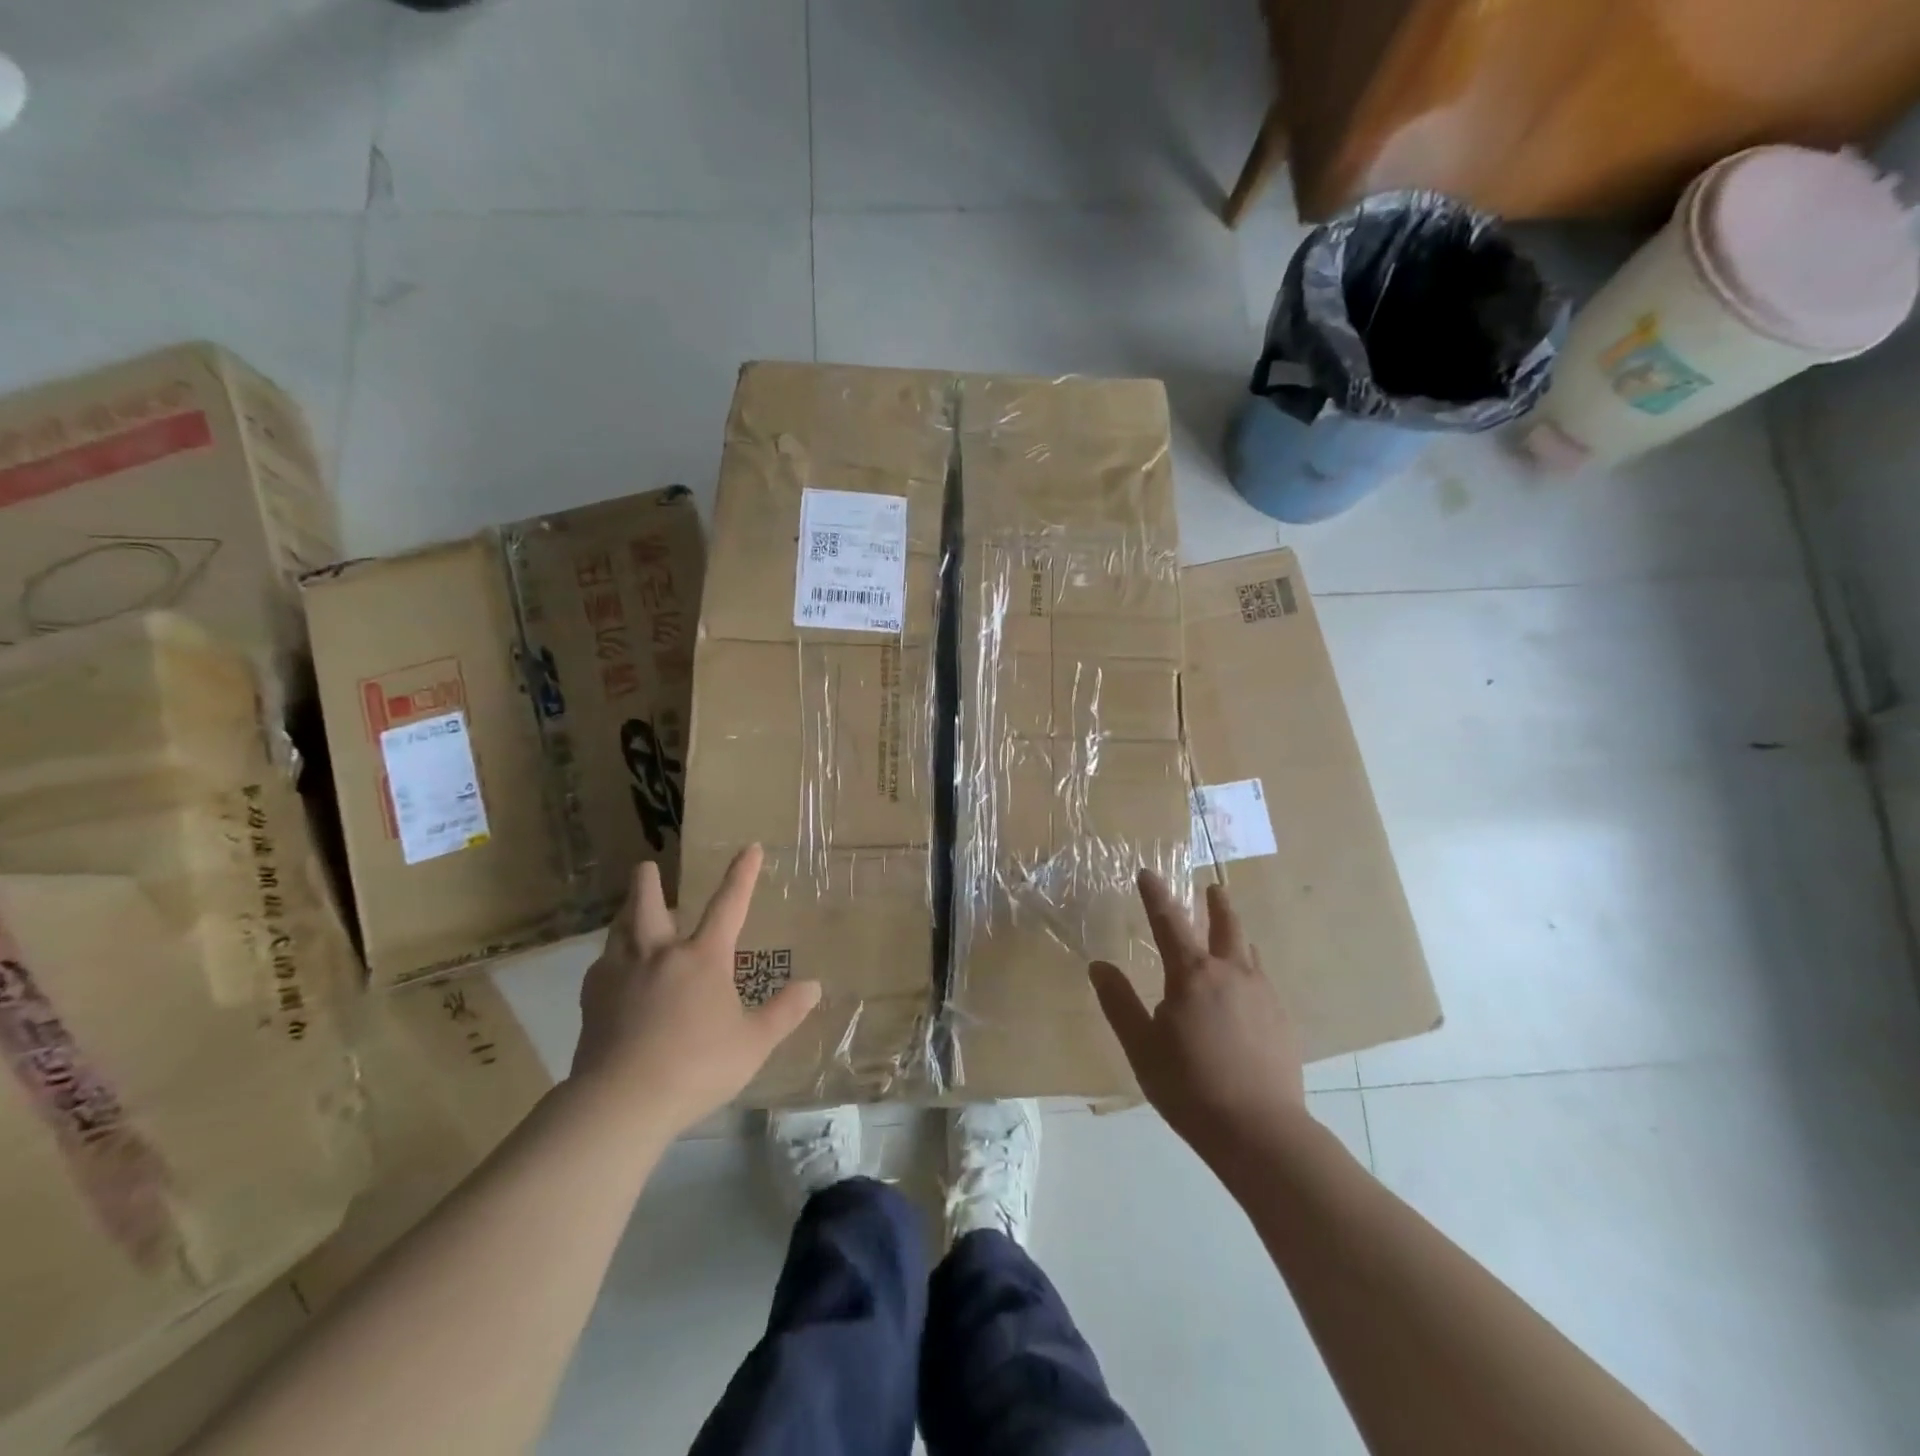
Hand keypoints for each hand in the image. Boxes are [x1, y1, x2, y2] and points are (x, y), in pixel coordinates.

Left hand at [570, 845, 821, 1134]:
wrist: (622, 1100)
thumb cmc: (697, 1067)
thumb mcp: (753, 1043)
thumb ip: (784, 1012)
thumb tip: (814, 986)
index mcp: (703, 958)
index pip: (729, 905)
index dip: (742, 875)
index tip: (750, 848)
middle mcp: (660, 954)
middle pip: (649, 907)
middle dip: (648, 883)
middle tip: (645, 867)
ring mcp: (621, 974)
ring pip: (619, 931)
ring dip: (625, 914)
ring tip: (627, 911)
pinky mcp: (593, 999)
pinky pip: (601, 965)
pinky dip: (610, 958)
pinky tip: (610, 969)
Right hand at [1089, 870, 1305, 1157]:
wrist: (1260, 1131)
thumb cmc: (1190, 1086)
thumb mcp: (1141, 1047)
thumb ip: (1119, 1003)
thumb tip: (1099, 966)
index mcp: (1192, 975)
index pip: (1169, 922)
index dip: (1156, 895)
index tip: (1148, 873)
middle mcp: (1231, 973)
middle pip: (1226, 925)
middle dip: (1217, 903)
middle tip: (1212, 887)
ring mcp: (1263, 995)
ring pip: (1249, 952)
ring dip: (1237, 936)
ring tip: (1231, 935)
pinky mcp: (1283, 1021)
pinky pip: (1263, 981)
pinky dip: (1250, 971)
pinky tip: (1246, 992)